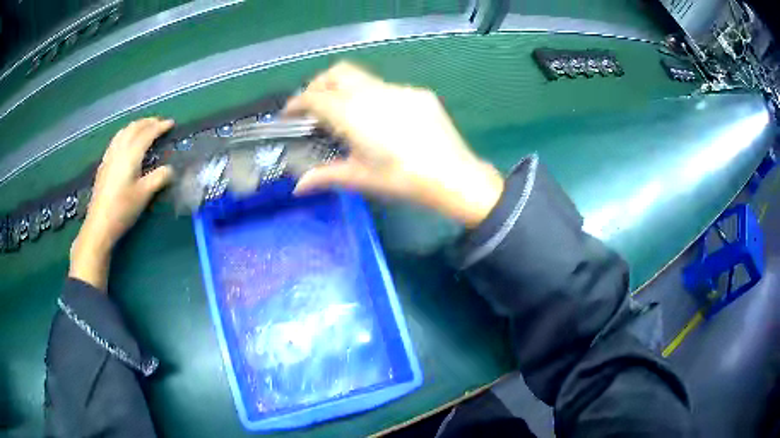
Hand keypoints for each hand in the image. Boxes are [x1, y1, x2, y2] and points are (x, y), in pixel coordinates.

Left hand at [70, 118, 173, 290]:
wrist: (99, 225)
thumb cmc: (123, 209)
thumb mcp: (144, 195)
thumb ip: (159, 178)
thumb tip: (171, 169)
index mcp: (131, 154)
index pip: (147, 133)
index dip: (160, 127)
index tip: (171, 124)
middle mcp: (119, 150)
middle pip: (134, 128)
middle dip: (148, 122)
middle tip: (159, 123)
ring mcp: (109, 156)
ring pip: (123, 132)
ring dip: (136, 126)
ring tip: (144, 128)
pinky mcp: (104, 165)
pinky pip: (116, 140)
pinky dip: (125, 134)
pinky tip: (126, 142)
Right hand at [285, 62, 502, 227]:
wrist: (454, 176)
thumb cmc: (402, 180)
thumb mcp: (361, 178)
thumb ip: (326, 176)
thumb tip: (298, 188)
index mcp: (352, 113)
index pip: (314, 97)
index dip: (296, 103)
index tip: (289, 113)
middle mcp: (372, 93)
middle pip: (336, 73)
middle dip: (319, 85)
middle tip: (314, 106)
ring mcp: (398, 89)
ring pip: (362, 78)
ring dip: (345, 88)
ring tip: (346, 112)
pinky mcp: (418, 93)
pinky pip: (387, 87)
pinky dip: (373, 96)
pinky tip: (382, 119)